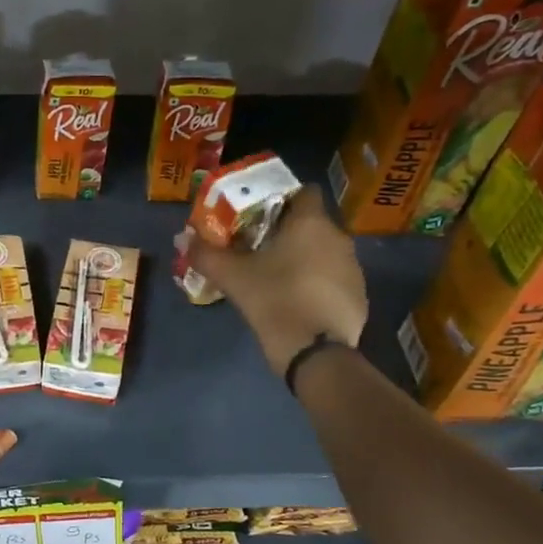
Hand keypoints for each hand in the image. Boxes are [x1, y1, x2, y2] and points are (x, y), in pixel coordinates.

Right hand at [184, 189, 368, 376]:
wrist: (315, 352)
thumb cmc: (274, 300)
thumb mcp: (232, 277)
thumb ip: (205, 254)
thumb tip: (182, 238)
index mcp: (311, 222)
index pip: (305, 191)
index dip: (284, 199)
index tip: (261, 216)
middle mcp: (338, 237)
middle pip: (313, 223)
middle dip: (289, 232)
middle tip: (260, 248)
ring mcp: (354, 267)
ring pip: (325, 251)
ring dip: (305, 258)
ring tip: (278, 277)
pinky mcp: (359, 295)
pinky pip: (334, 279)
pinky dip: (318, 284)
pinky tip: (298, 302)